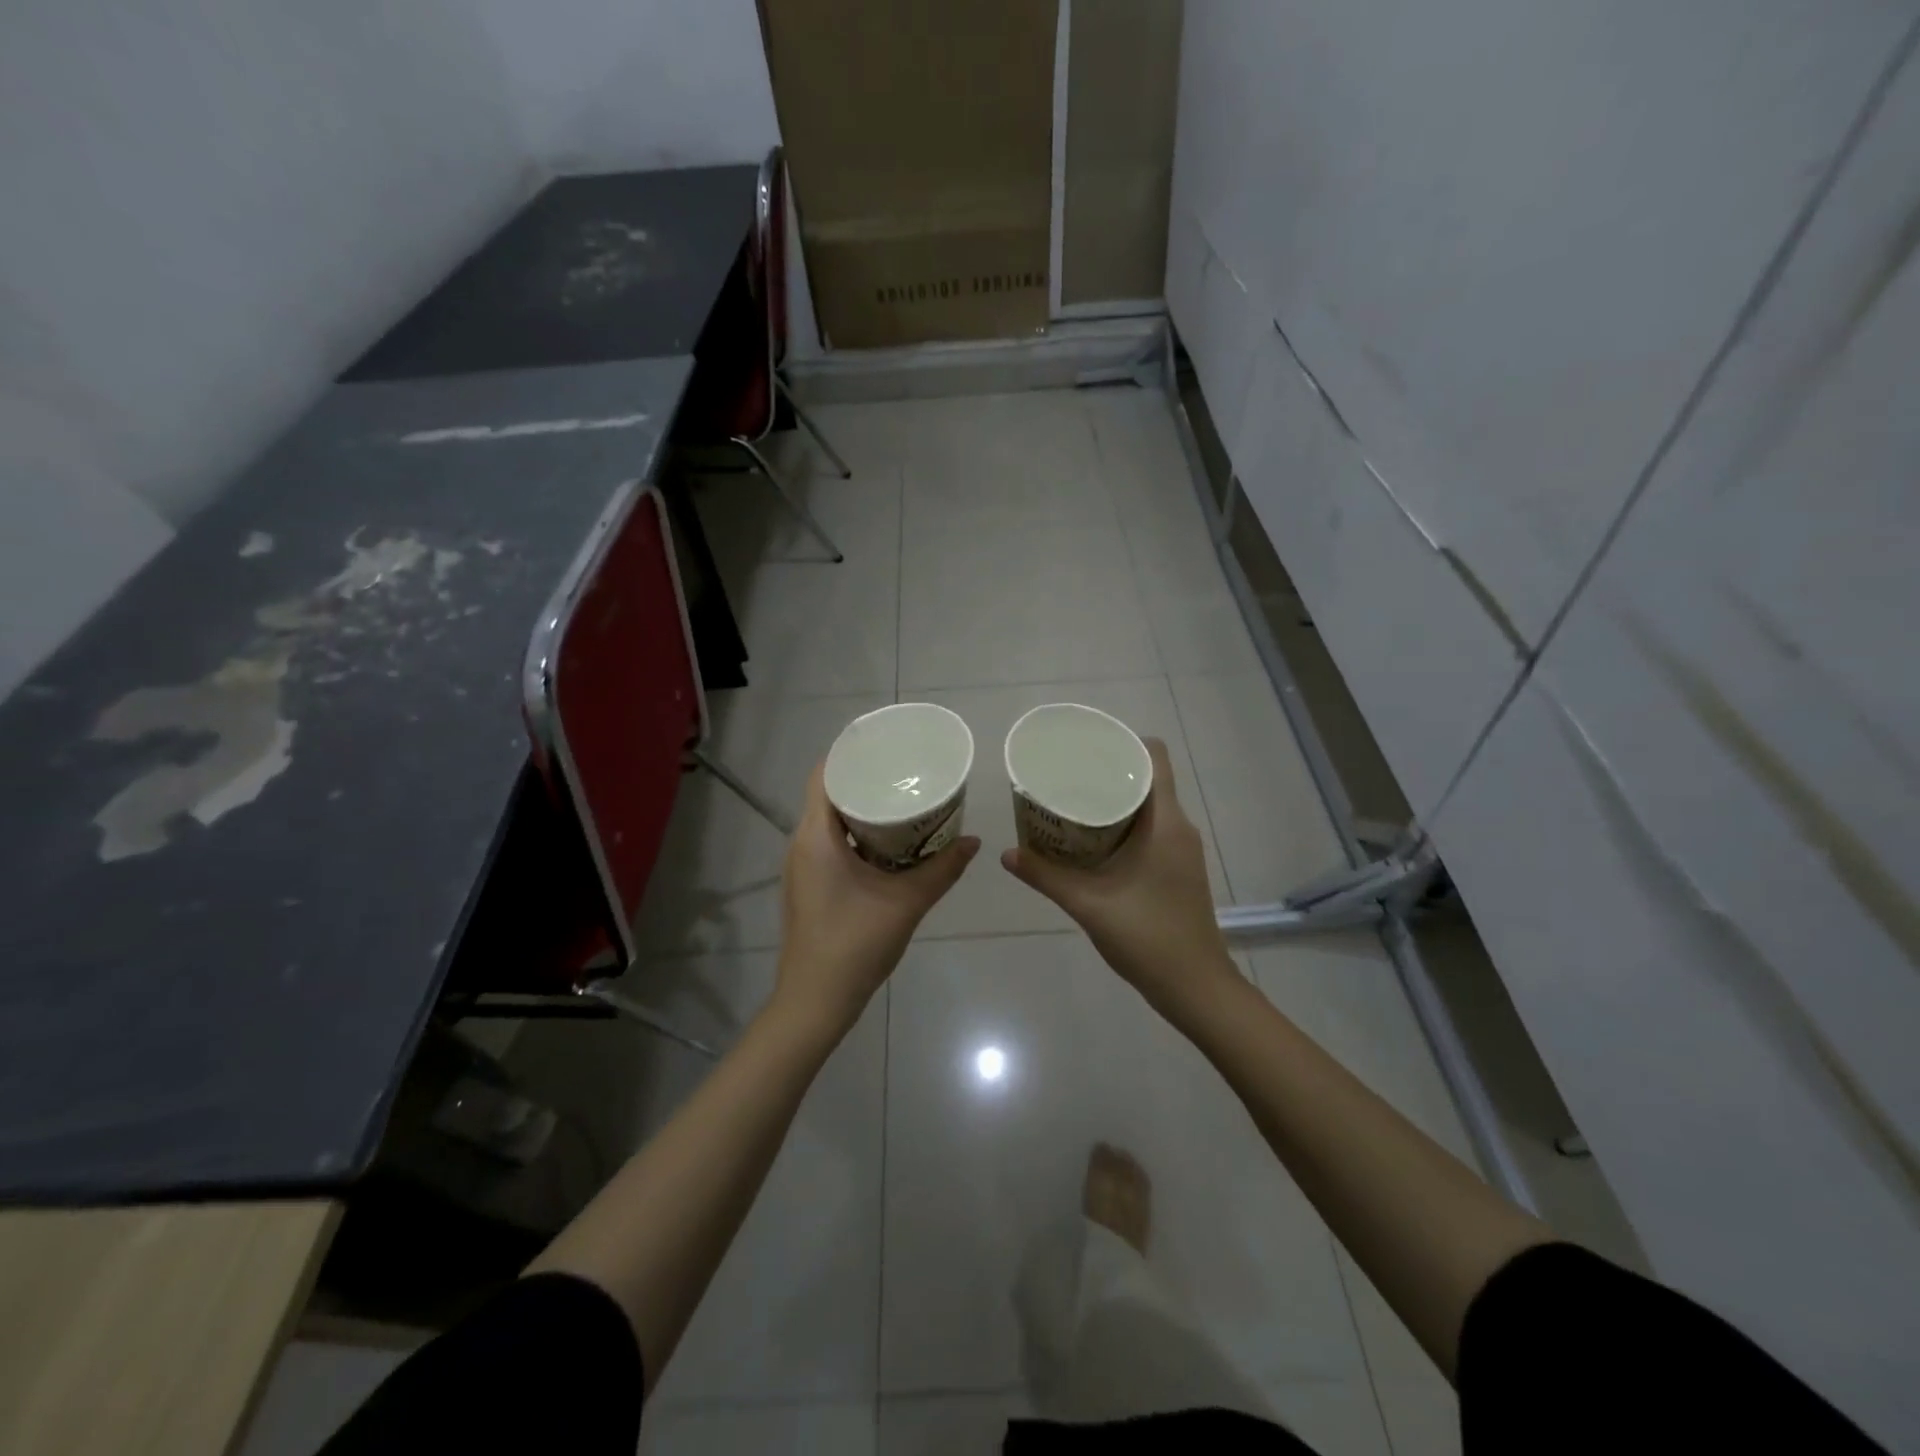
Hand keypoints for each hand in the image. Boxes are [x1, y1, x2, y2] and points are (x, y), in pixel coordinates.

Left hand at [776, 762, 979, 1038]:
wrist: (816, 1002)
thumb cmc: (855, 945)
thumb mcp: (907, 903)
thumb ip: (942, 869)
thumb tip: (974, 841)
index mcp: (816, 837)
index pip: (824, 774)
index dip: (851, 753)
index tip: (885, 743)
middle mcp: (802, 844)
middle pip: (828, 793)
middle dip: (865, 779)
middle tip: (905, 770)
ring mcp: (803, 866)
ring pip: (830, 820)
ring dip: (862, 807)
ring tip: (902, 798)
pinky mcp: (809, 884)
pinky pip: (830, 842)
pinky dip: (857, 832)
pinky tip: (889, 841)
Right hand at [1002, 739, 1239, 1021]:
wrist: (1195, 987)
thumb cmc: (1147, 938)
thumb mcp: (1088, 904)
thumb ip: (1046, 876)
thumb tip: (1007, 854)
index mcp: (1165, 822)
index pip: (1155, 756)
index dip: (1124, 742)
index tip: (1087, 747)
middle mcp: (1179, 826)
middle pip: (1147, 777)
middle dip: (1108, 770)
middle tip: (1066, 773)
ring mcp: (1181, 848)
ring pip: (1149, 804)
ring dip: (1114, 799)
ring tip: (1072, 800)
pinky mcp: (1178, 867)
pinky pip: (1151, 827)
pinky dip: (1123, 823)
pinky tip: (1091, 839)